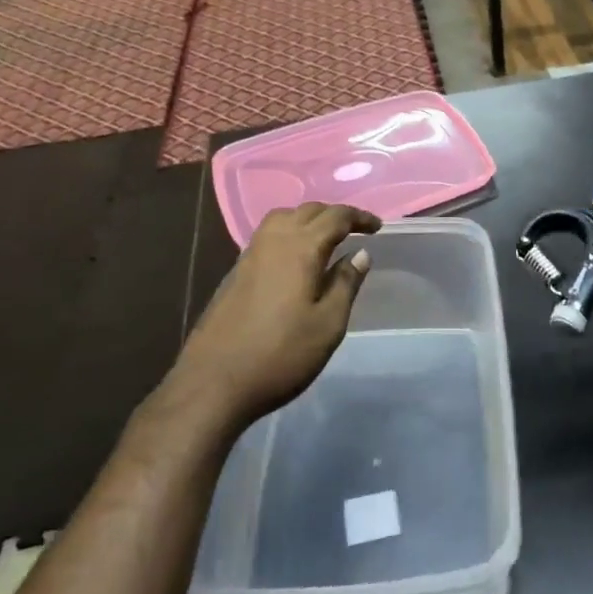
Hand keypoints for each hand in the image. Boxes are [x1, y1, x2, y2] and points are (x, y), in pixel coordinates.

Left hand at [164, 204, 381, 430]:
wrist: (214, 382)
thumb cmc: (281, 354)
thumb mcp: (328, 324)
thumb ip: (346, 284)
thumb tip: (360, 254)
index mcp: (300, 248)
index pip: (335, 217)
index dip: (359, 217)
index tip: (377, 227)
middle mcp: (274, 241)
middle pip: (307, 211)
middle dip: (335, 215)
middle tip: (356, 231)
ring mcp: (250, 255)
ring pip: (283, 218)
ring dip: (308, 219)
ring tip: (326, 239)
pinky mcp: (236, 272)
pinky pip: (268, 235)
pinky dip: (289, 233)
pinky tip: (295, 259)